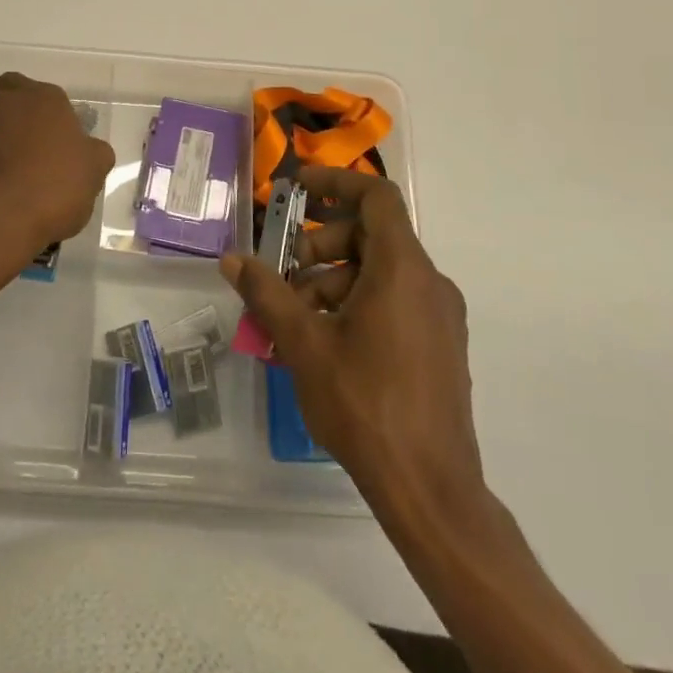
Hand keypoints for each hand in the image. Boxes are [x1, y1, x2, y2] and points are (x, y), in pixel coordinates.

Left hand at [0, 72, 114, 291]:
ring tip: (6, 186)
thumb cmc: (51, 190)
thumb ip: (92, 153)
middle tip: (30, 160)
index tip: (51, 138)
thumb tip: (87, 150)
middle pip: (5, 106)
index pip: (36, 89)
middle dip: (14, 126)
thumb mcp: (93, 173)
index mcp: (40, 99)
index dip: (41, 111)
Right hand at [220, 165, 486, 522]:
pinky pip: (396, 299)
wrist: (431, 490)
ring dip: (335, 278)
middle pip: (373, 234)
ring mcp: (440, 316)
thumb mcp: (304, 344)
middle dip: (323, 244)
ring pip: (382, 270)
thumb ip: (266, 293)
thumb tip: (231, 259)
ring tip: (298, 314)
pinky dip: (358, 301)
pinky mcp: (440, 345)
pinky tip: (326, 340)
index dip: (336, 182)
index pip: (376, 197)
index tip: (297, 189)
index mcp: (402, 270)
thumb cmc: (365, 405)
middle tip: (287, 272)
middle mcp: (429, 282)